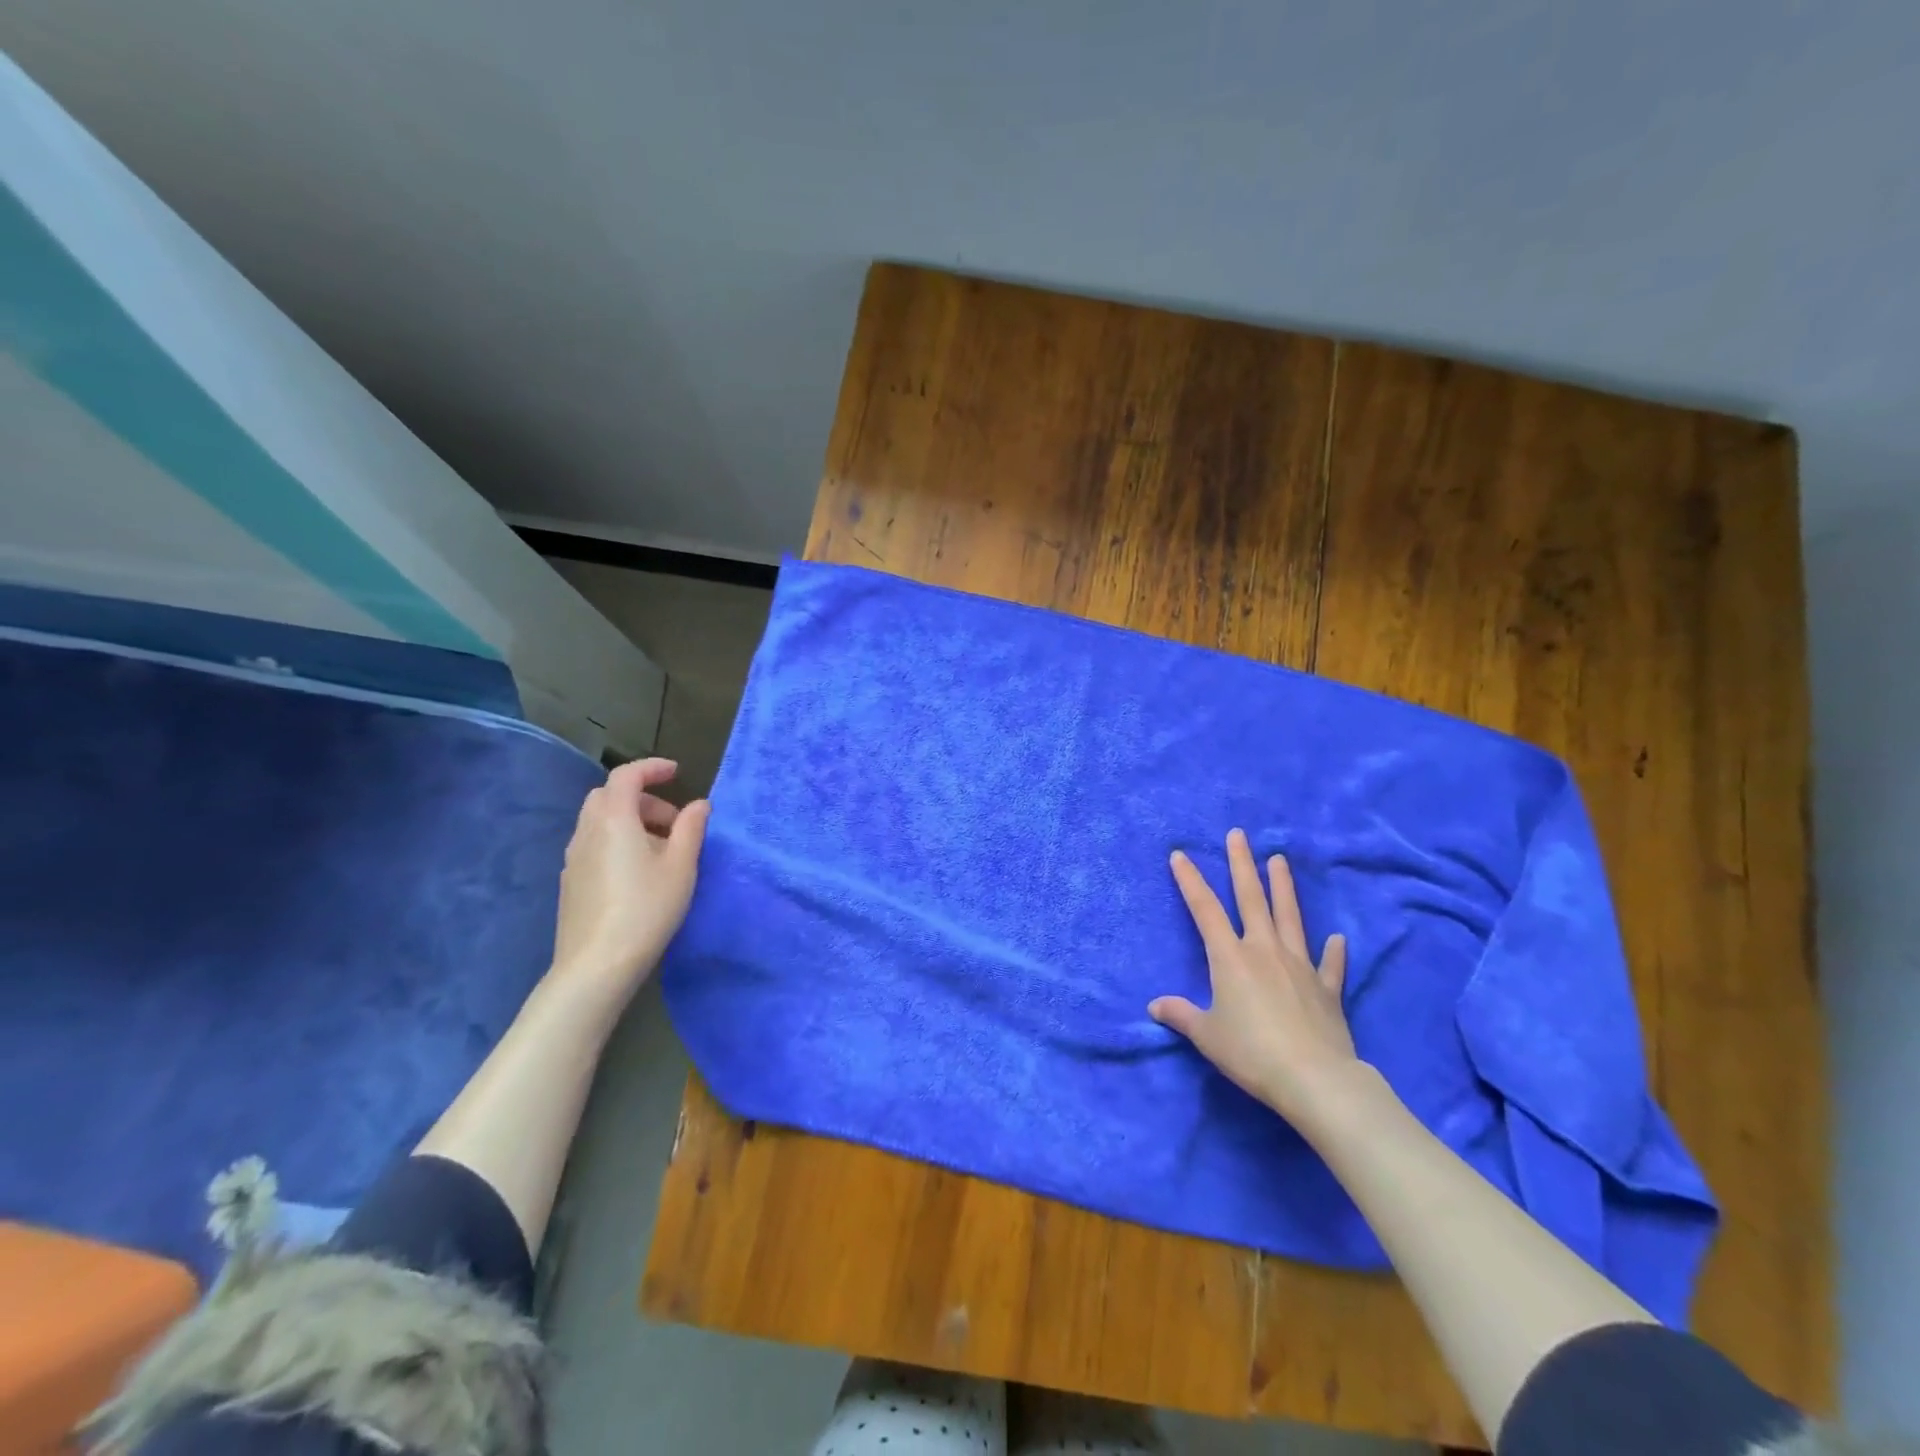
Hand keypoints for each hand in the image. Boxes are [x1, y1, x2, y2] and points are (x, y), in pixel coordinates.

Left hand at [550, 758, 708, 995]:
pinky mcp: (571, 881)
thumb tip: (699, 805)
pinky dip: (618, 841)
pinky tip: (639, 873)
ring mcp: (573, 858)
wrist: (596, 965)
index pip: (626, 776)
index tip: (676, 773)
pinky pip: (595, 844)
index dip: (651, 768)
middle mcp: (587, 831)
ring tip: (662, 851)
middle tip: (674, 822)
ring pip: (600, 822)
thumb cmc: (646, 909)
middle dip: (643, 799)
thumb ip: (691, 829)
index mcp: (614, 819)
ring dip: (631, 822)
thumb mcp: (681, 866)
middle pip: (610, 797)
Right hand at [1149, 828, 1358, 1129]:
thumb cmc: (1251, 1052)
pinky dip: (1333, 952)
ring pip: (1289, 917)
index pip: (1204, 910)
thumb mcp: (1207, 1035)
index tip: (1180, 854)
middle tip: (1239, 835)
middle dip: (1242, 864)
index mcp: (1230, 958)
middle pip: (1251, 899)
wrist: (1314, 1080)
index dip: (1190, 881)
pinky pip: (1330, 965)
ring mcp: (1299, 966)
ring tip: (1279, 860)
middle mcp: (1264, 950)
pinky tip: (1336, 939)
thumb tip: (1155, 1006)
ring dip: (1283, 887)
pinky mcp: (1326, 989)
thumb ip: (1181, 1015)